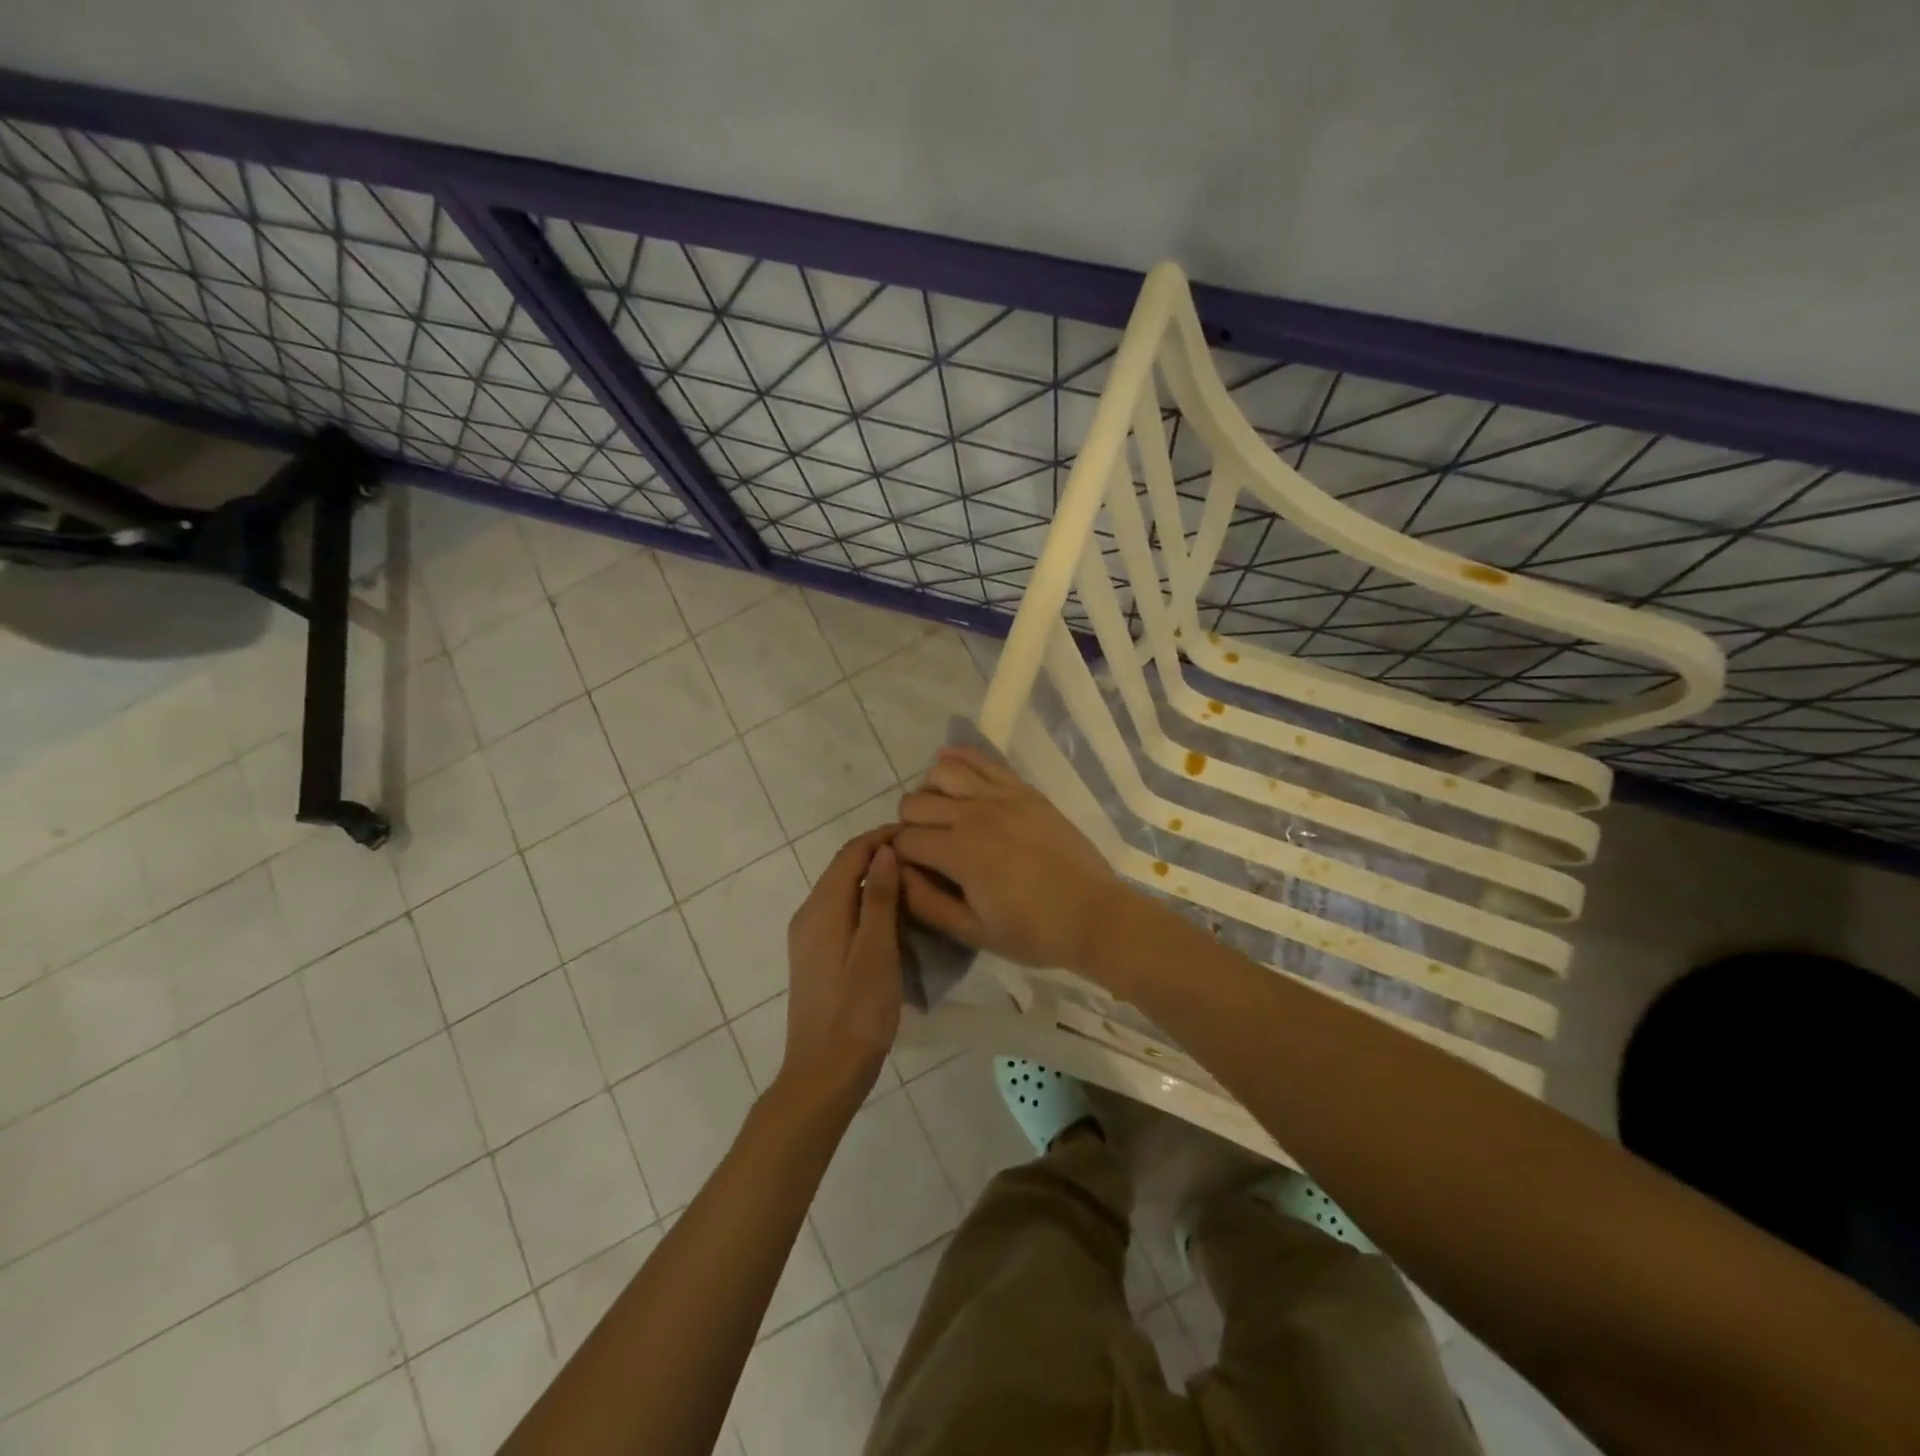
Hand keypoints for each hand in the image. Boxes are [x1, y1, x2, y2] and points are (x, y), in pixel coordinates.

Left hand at [780, 827, 903, 1104]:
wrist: (823, 1074)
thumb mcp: (876, 951)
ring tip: (912, 880)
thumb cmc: (857, 1012)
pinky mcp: (814, 956)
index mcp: (821, 909)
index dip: (881, 837)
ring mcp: (808, 937)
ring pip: (841, 890)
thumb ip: (879, 898)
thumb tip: (884, 850)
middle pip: (842, 868)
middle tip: (920, 855)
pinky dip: (864, 901)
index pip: (850, 853)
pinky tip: (890, 915)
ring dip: (872, 878)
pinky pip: (840, 912)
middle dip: (878, 854)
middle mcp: (808, 915)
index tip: (916, 834)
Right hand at [895, 745, 1124, 971]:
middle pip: (915, 802)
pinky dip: (959, 758)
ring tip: (940, 813)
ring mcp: (1002, 796)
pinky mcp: (1024, 789)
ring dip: (930, 791)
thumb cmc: (1033, 932)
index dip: (898, 856)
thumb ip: (927, 903)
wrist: (1094, 915)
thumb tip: (896, 874)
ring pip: (942, 771)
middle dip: (909, 825)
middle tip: (925, 847)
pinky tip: (949, 765)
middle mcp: (975, 814)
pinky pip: (983, 760)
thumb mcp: (974, 932)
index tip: (908, 870)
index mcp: (960, 853)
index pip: (905, 840)